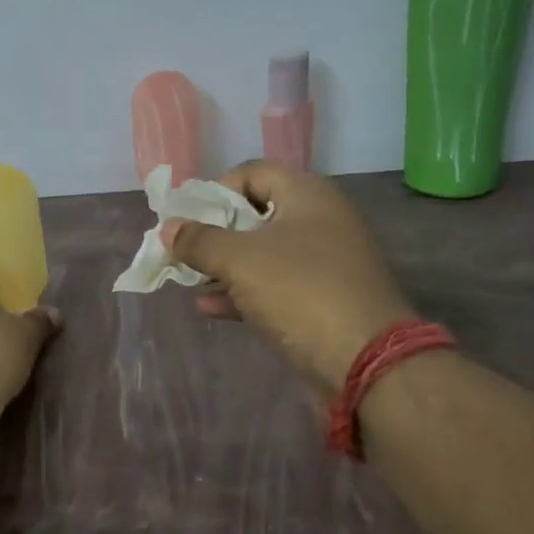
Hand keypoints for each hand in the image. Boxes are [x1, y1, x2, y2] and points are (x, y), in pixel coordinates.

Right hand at [162, 161, 415, 396]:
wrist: (365, 361)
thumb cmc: (299, 292)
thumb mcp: (239, 260)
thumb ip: (199, 240)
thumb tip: (168, 228)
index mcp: (307, 195)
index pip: (253, 172)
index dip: (216, 190)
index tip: (189, 217)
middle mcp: (319, 221)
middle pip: (256, 213)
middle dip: (215, 232)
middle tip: (184, 249)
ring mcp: (324, 263)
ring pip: (263, 254)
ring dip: (224, 265)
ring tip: (189, 279)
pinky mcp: (322, 300)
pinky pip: (275, 286)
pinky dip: (242, 292)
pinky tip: (209, 307)